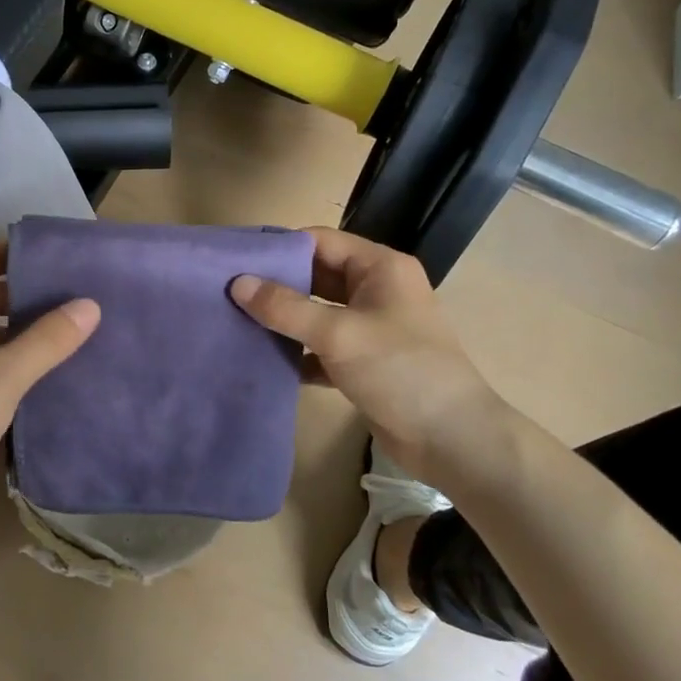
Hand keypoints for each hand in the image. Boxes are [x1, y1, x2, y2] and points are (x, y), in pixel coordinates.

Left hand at [0, 243, 99, 540]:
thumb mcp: (2, 378)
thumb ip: (47, 340)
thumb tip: (90, 304)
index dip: (4, 253)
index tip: (49, 256)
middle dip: (15, 292)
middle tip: (64, 292)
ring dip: (10, 327)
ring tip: (59, 329)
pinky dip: (0, 355)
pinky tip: (35, 369)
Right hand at [230, 228, 520, 494]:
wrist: (451, 438)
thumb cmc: (399, 370)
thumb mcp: (338, 333)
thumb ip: (286, 308)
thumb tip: (237, 283)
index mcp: (380, 268)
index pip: (321, 241)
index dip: (281, 249)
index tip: (237, 261)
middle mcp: (377, 290)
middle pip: (317, 276)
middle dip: (277, 286)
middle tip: (230, 294)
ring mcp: (372, 327)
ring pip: (318, 313)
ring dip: (285, 320)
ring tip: (238, 323)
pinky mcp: (365, 362)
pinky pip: (323, 347)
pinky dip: (298, 352)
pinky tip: (265, 360)